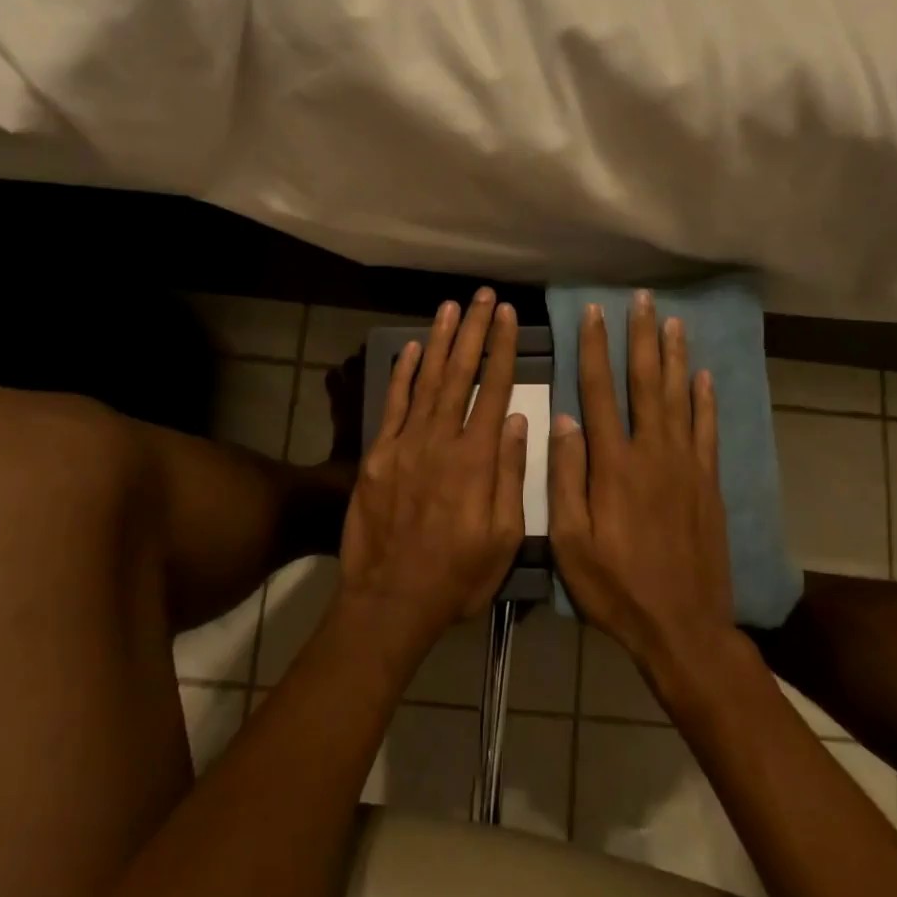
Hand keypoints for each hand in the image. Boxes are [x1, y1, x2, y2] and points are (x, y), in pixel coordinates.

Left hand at [339, 290, 527, 657]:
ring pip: (426, 380)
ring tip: (452, 307)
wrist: (390, 600)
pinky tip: (411, 348)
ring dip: (439, 341)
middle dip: (474, 331)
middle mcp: (440, 440)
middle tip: (483, 296)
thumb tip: (518, 420)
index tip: (509, 316)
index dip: (502, 349)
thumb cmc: (457, 575)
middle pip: (459, 374)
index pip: (493, 390)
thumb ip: (511, 474)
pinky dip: (401, 374)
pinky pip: (392, 404)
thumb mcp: (503, 537)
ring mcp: (405, 444)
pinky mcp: (378, 455)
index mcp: (476, 459)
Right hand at [549, 292, 737, 686]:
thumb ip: (565, 477)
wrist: (684, 627)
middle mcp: (652, 453)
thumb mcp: (571, 542)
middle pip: (645, 382)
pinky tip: (703, 377)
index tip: (593, 314)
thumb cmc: (616, 588)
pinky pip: (707, 431)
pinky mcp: (709, 483)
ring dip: (674, 357)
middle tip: (641, 301)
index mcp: (613, 465)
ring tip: (672, 321)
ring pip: (680, 397)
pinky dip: (705, 400)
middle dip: (640, 338)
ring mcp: (686, 466)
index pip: (599, 391)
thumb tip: (564, 419)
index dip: (594, 349)